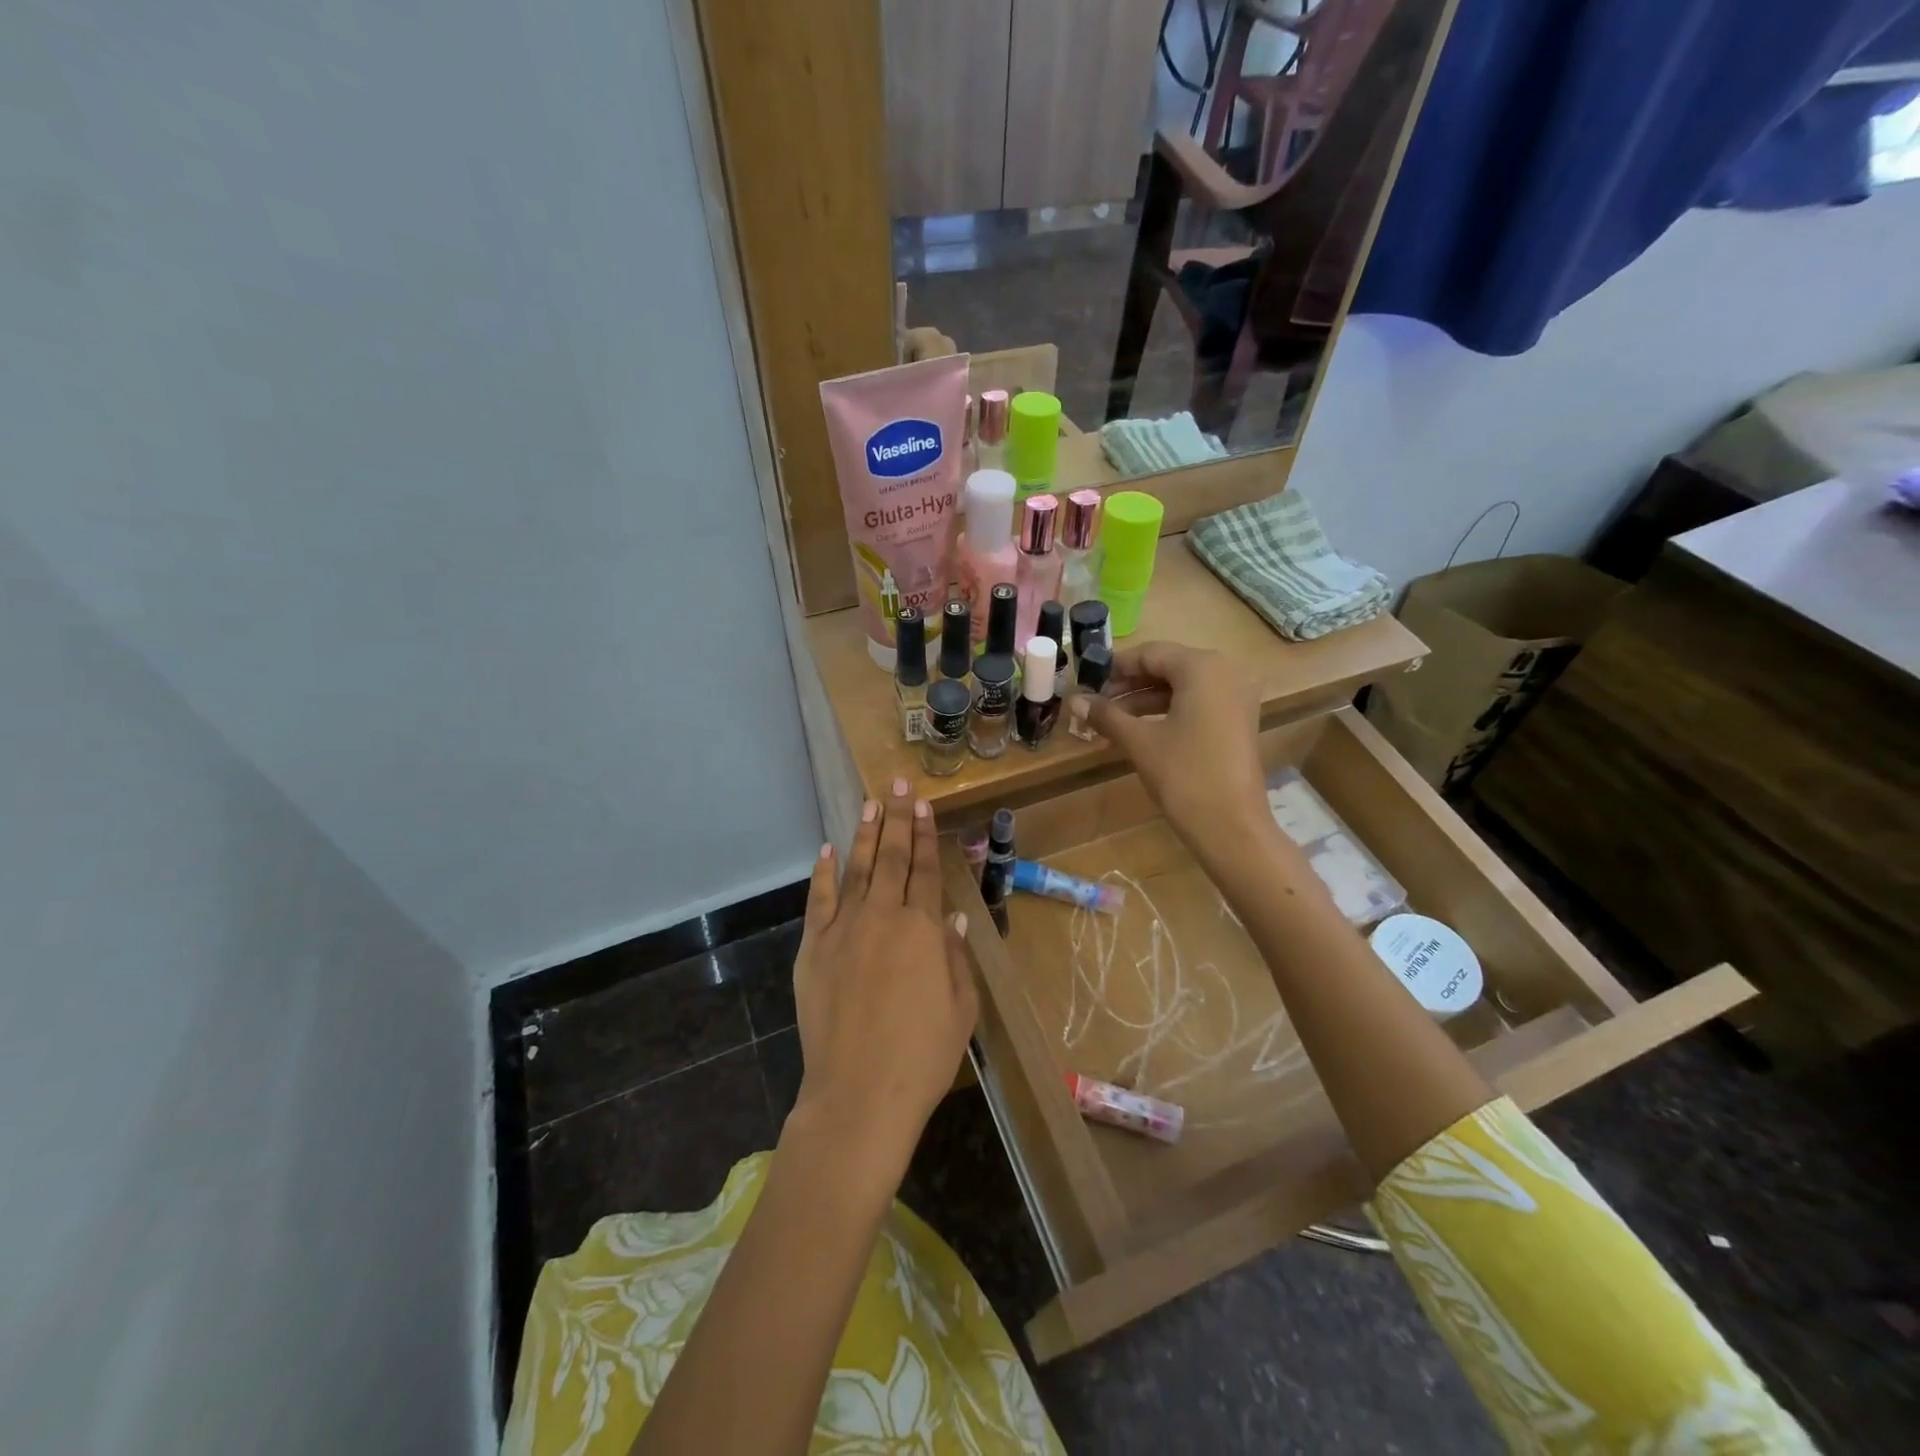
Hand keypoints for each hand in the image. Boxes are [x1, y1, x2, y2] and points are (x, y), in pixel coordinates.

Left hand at [789, 778, 977, 1173]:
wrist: (860, 1092)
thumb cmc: (923, 1056)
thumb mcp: (961, 1008)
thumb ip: (955, 956)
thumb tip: (952, 917)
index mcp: (923, 930)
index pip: (926, 870)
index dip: (925, 835)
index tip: (922, 804)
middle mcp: (883, 917)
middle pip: (892, 858)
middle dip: (896, 818)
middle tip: (896, 784)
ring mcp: (844, 930)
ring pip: (857, 870)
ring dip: (865, 835)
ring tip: (869, 803)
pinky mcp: (813, 948)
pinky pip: (819, 901)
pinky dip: (823, 873)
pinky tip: (826, 850)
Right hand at [1086, 641, 1272, 866]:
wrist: (1231, 825)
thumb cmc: (1183, 775)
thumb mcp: (1139, 741)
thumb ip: (1106, 715)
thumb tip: (1073, 699)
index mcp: (1203, 667)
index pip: (1150, 653)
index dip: (1116, 667)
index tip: (1087, 682)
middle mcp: (1226, 671)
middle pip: (1168, 667)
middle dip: (1130, 685)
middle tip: (1096, 703)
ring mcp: (1237, 696)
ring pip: (1182, 686)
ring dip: (1146, 700)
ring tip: (1111, 719)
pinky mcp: (1239, 719)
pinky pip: (1198, 702)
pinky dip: (1168, 711)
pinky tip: (1139, 729)